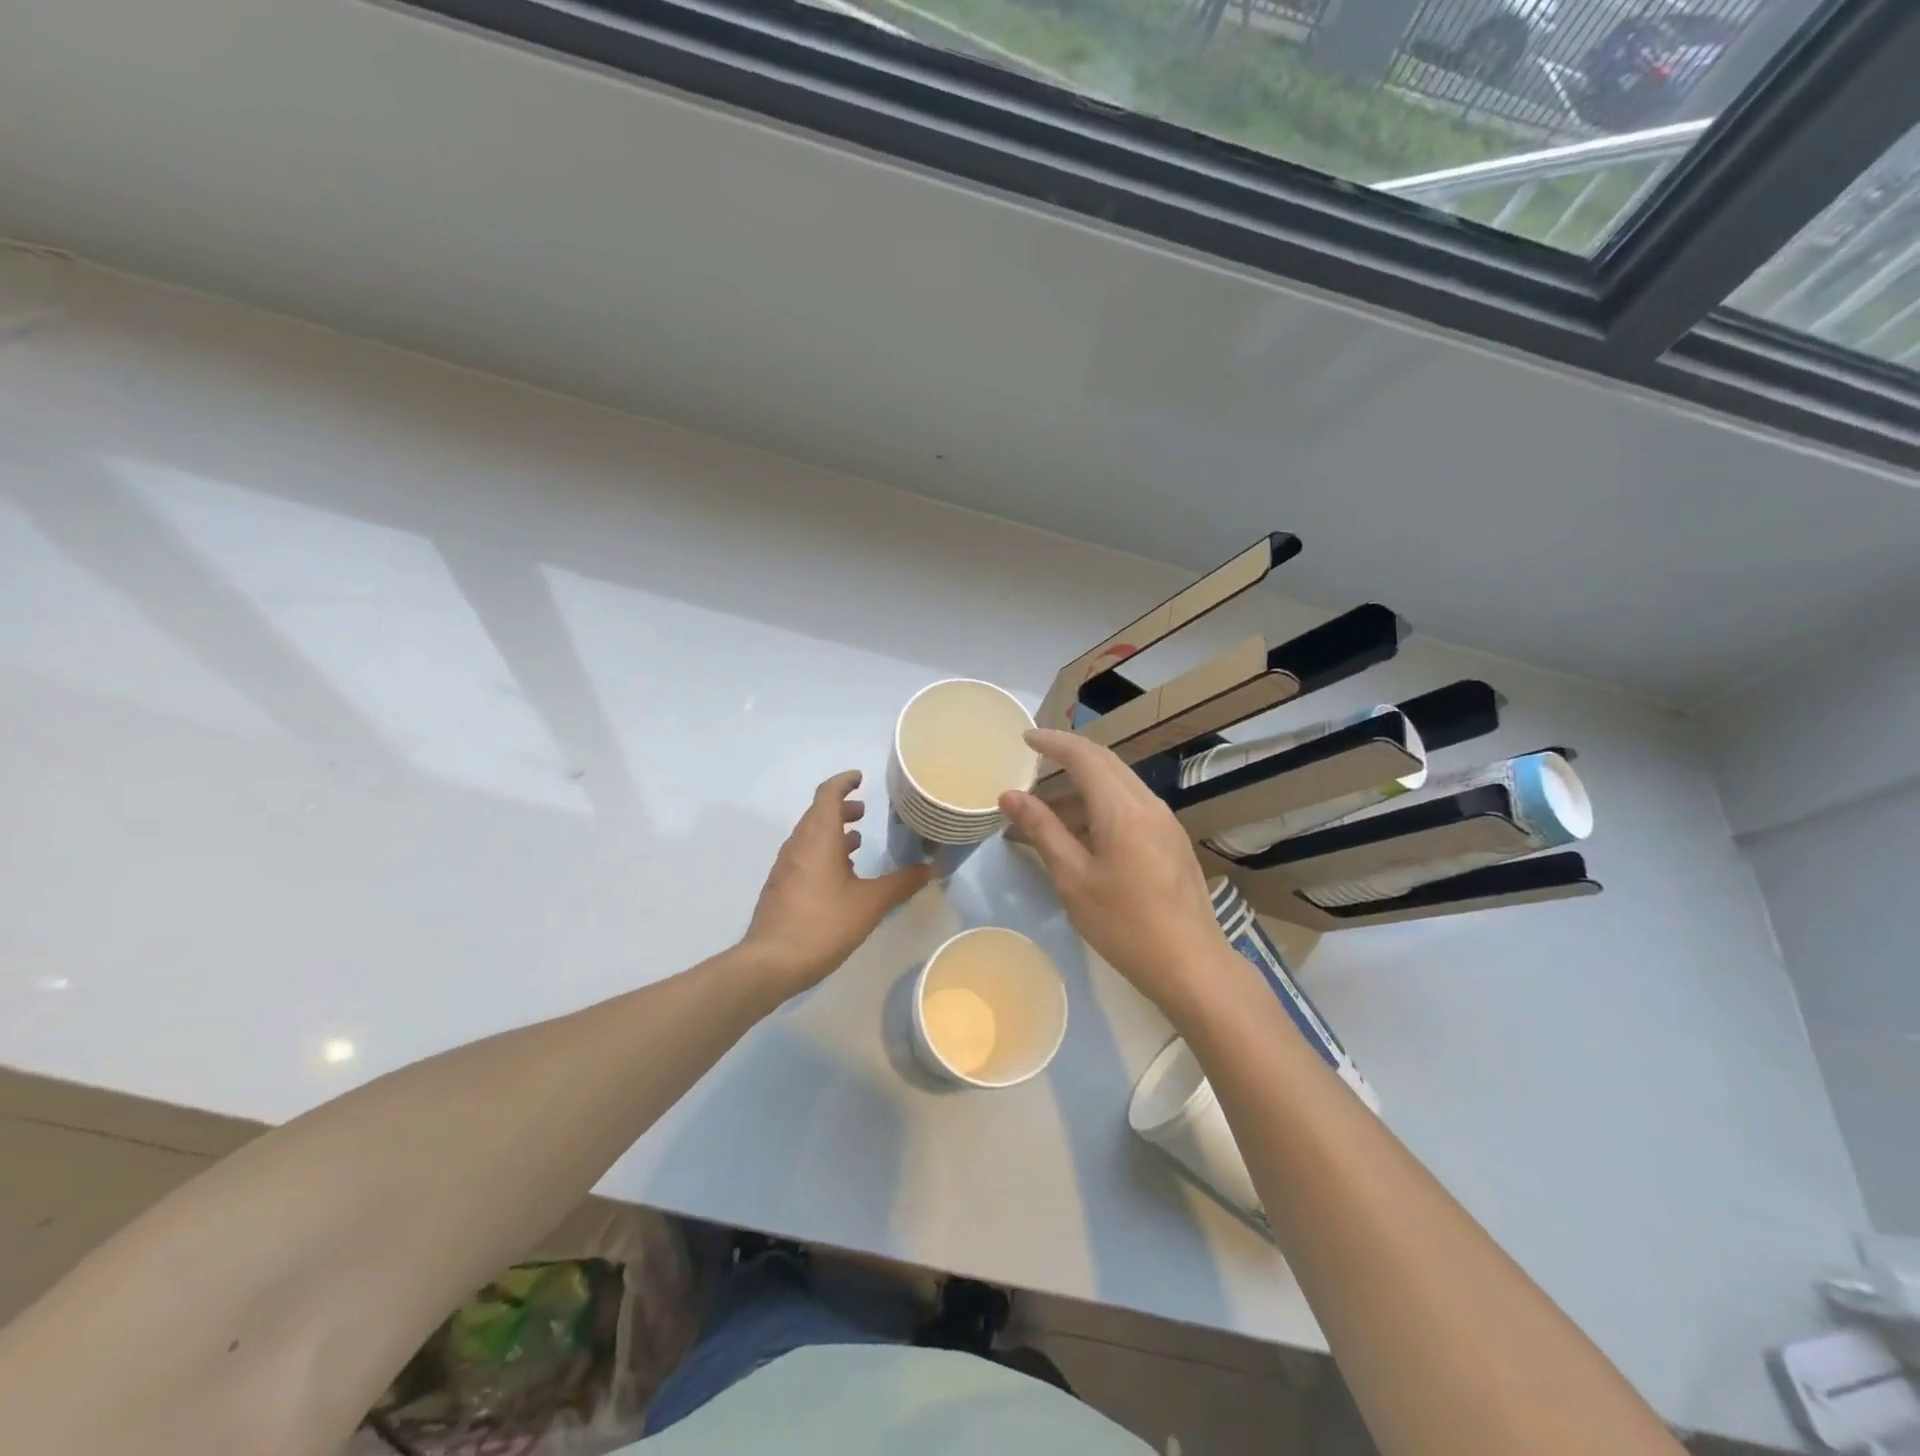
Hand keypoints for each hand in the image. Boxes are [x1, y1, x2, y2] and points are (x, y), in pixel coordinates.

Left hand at [743, 770, 930, 996]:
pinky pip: (804, 856)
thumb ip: (901, 883)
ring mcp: (785, 866)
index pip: (828, 793)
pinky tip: (840, 877)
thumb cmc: (823, 924)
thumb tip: (931, 868)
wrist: (770, 963)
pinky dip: (823, 852)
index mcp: (818, 836)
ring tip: (856, 842)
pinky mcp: (781, 887)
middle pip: (817, 813)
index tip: (860, 778)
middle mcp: (798, 844)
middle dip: (841, 808)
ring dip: (832, 832)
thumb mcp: (870, 903)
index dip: (844, 782)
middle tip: (864, 811)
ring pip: (810, 836)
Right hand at [1000, 729, 1228, 1023]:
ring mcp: (1166, 822)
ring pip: (1121, 782)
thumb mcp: (1074, 879)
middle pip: (1106, 762)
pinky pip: (1133, 803)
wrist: (1191, 965)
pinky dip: (1103, 801)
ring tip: (1050, 801)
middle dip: (1069, 755)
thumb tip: (1010, 796)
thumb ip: (1042, 831)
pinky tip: (1085, 828)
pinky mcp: (1172, 841)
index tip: (1025, 737)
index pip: (1084, 756)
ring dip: (1086, 781)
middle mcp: (1149, 804)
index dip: (1053, 742)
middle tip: (1034, 759)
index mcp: (1123, 809)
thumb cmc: (1125, 925)